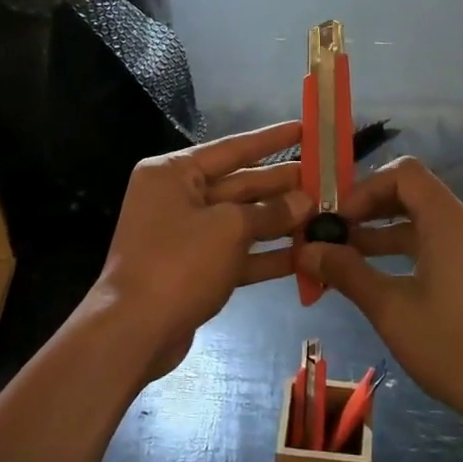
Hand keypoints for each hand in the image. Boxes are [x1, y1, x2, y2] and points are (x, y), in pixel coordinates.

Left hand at [93, 122, 312, 380]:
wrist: (134, 332)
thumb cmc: (178, 263)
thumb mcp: (229, 228)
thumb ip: (270, 212)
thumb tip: (305, 202)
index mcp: (173, 173)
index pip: (232, 148)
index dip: (272, 139)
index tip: (306, 129)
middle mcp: (177, 197)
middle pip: (240, 184)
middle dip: (282, 185)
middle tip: (327, 180)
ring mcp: (186, 235)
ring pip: (242, 220)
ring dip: (281, 221)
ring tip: (326, 215)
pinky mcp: (196, 269)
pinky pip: (237, 253)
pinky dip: (267, 254)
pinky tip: (306, 254)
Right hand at [296, 156, 462, 441]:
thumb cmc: (455, 348)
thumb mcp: (392, 310)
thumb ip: (348, 273)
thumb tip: (307, 250)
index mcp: (449, 222)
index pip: (405, 173)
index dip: (365, 188)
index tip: (338, 219)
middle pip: (415, 195)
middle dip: (371, 211)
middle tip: (334, 236)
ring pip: (427, 224)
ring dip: (386, 235)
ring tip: (347, 260)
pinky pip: (442, 246)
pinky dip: (410, 253)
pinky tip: (385, 283)